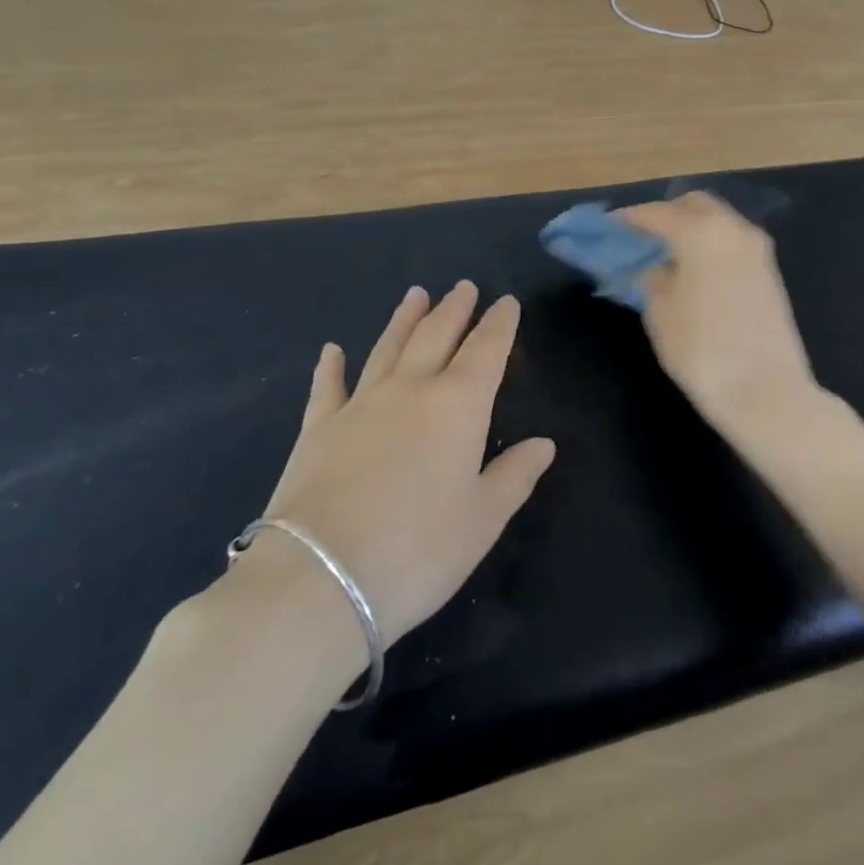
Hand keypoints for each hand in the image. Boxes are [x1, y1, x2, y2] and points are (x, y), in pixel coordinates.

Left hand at [249, 284, 555, 647]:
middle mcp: (410, 390)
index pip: (486, 350)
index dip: (499, 324)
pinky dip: (331, 366)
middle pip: (436, 336)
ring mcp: (360, 404)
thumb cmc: (418, 550)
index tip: (506, 302)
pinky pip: (328, 386)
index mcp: (458, 405)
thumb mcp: (482, 519)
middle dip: (454, 309)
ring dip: (404, 319)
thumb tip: (544, 444)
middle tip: (464, 286)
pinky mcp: (318, 429)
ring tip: (416, 295)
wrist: (320, 578)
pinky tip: (332, 350)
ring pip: (388, 348)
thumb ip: (514, 475)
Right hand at [617, 194, 814, 433]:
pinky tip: (693, 269)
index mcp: (700, 232)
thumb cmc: (702, 351)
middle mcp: (732, 229)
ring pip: (718, 220)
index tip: (608, 227)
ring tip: (665, 254)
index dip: (628, 220)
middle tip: (640, 237)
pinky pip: (732, 241)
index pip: (656, 214)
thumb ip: (653, 278)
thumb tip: (656, 267)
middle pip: (693, 205)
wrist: (767, 392)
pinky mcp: (770, 271)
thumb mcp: (660, 313)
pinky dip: (710, 244)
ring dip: (691, 228)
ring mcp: (757, 249)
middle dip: (665, 215)